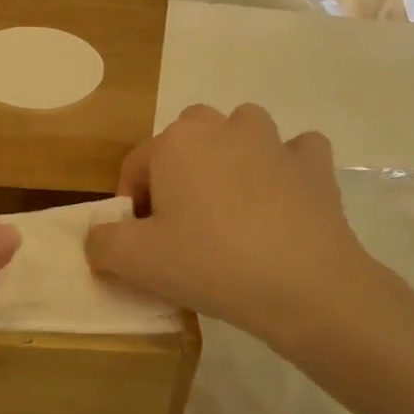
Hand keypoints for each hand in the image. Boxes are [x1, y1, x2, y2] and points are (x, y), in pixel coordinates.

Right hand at [84, 104, 387, 364]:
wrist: (305, 286)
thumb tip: (98, 237)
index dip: (132, 203)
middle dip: (179, 170)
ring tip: (231, 204)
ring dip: (232, 155)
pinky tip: (284, 198)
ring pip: (242, 130)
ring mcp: (273, 141)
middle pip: (186, 138)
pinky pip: (296, 152)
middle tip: (183, 221)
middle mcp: (222, 127)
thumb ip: (101, 242)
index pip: (137, 165)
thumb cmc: (210, 263)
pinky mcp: (315, 165)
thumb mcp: (136, 262)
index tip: (141, 241)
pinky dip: (288, 167)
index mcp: (175, 142)